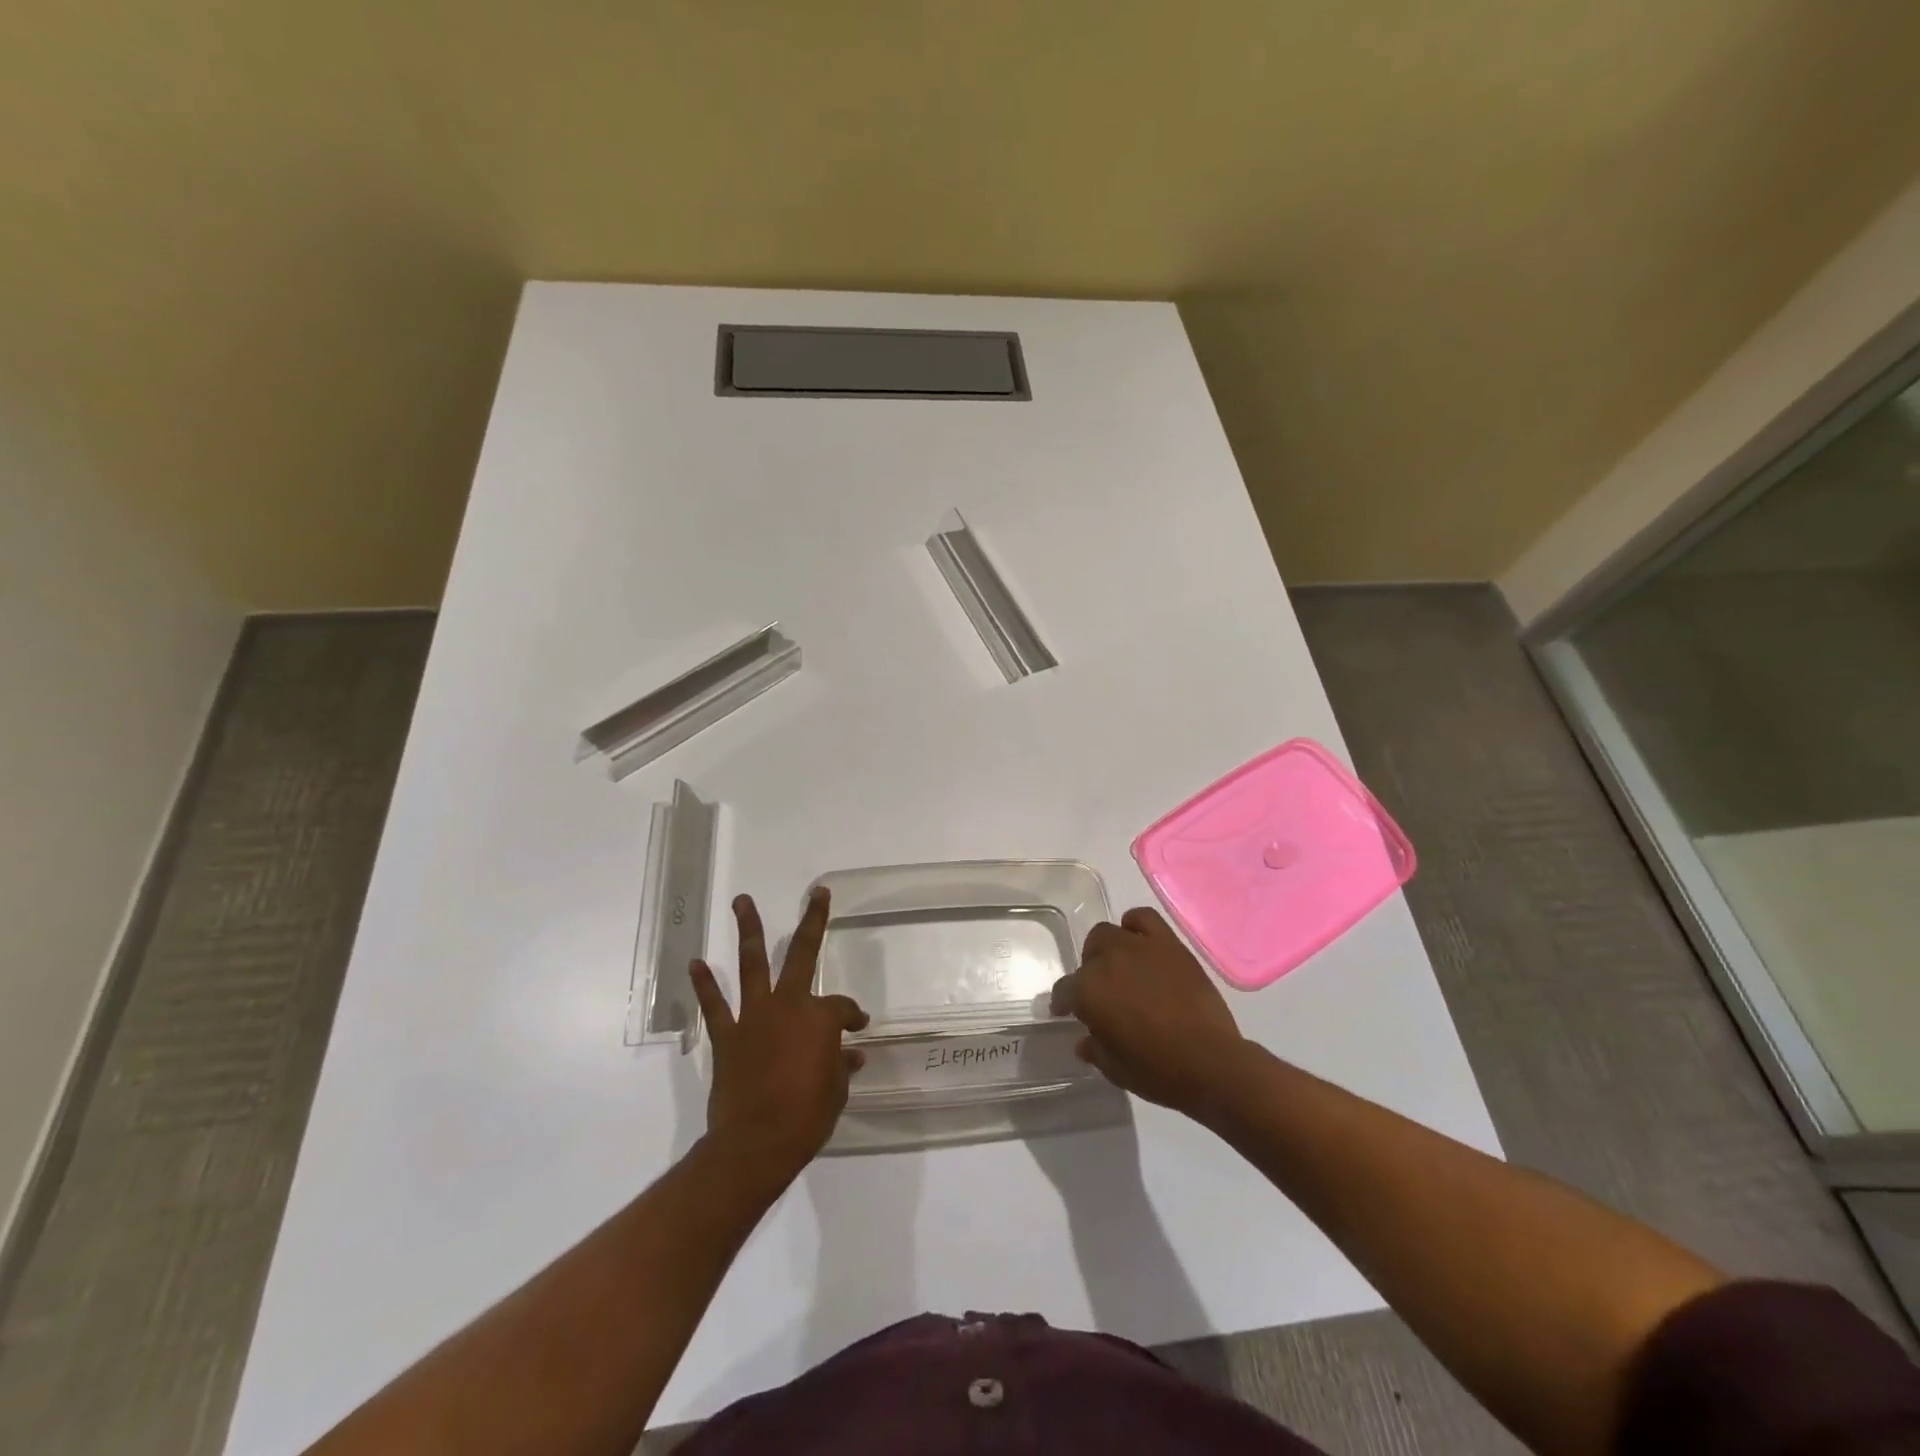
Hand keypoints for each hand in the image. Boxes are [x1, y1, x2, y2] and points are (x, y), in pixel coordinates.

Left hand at [689, 888, 867, 1188]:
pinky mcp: (726, 1036)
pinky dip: (704, 985)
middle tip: (817, 894)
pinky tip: (695, 963)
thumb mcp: (836, 1091)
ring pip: (752, 963)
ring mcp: (754, 1017)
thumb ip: (840, 1066)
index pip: (842, 1007)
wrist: (755, 1144)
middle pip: (802, 953)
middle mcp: (788, 1005)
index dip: (852, 1016)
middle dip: (812, 921)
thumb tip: (851, 1055)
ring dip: (748, 930)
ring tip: (741, 901)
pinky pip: (714, 1006)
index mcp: (820, 1017)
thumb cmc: (807, 1117)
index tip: (857, 1028)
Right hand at [1050, 906, 1252, 1119]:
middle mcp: (1107, 961)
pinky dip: (1136, 925)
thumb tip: (1085, 1041)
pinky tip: (1141, 943)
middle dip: (1090, 971)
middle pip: (1088, 954)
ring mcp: (1139, 948)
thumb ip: (1094, 1049)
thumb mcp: (1114, 1069)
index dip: (1064, 1002)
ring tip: (1122, 967)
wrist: (1210, 1063)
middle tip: (1103, 992)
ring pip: (1110, 933)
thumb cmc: (1156, 1071)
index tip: (1067, 1012)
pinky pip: (1144, 918)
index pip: (1064, 989)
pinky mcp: (1169, 945)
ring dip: (1109, 948)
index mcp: (1087, 992)